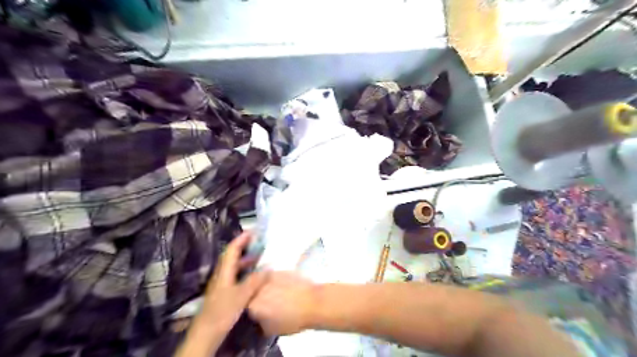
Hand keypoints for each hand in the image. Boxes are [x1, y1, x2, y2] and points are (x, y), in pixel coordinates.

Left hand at [198, 232, 267, 334]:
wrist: (206, 334)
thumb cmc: (222, 311)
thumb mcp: (241, 295)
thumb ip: (255, 281)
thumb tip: (268, 269)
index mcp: (224, 271)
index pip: (232, 249)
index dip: (241, 239)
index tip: (253, 231)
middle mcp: (222, 275)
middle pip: (233, 256)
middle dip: (245, 248)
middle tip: (260, 244)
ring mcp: (222, 284)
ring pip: (235, 267)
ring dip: (246, 260)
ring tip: (260, 258)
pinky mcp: (224, 293)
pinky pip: (237, 276)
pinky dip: (246, 272)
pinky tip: (254, 277)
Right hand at [249, 273, 318, 335]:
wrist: (313, 302)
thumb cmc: (293, 319)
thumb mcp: (271, 330)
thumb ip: (260, 322)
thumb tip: (260, 317)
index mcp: (253, 304)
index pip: (245, 307)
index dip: (252, 309)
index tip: (258, 312)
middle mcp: (258, 288)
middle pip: (251, 291)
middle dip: (256, 295)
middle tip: (266, 302)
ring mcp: (269, 276)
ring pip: (261, 281)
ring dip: (264, 286)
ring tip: (276, 293)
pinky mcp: (280, 269)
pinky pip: (273, 276)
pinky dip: (276, 281)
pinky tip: (284, 286)